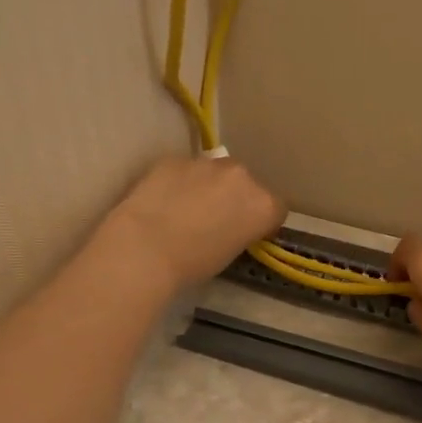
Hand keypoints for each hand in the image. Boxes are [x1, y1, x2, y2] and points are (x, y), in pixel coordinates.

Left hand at [102, 155, 285, 289]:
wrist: (145, 248)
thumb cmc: (193, 264)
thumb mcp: (231, 254)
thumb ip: (241, 231)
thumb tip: (231, 225)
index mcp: (263, 204)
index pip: (276, 209)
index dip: (262, 222)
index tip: (248, 234)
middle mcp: (242, 176)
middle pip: (247, 184)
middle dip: (236, 198)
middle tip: (215, 220)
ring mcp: (207, 163)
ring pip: (216, 173)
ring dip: (208, 186)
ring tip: (186, 209)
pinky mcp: (175, 158)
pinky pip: (185, 169)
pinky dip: (180, 182)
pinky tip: (163, 201)